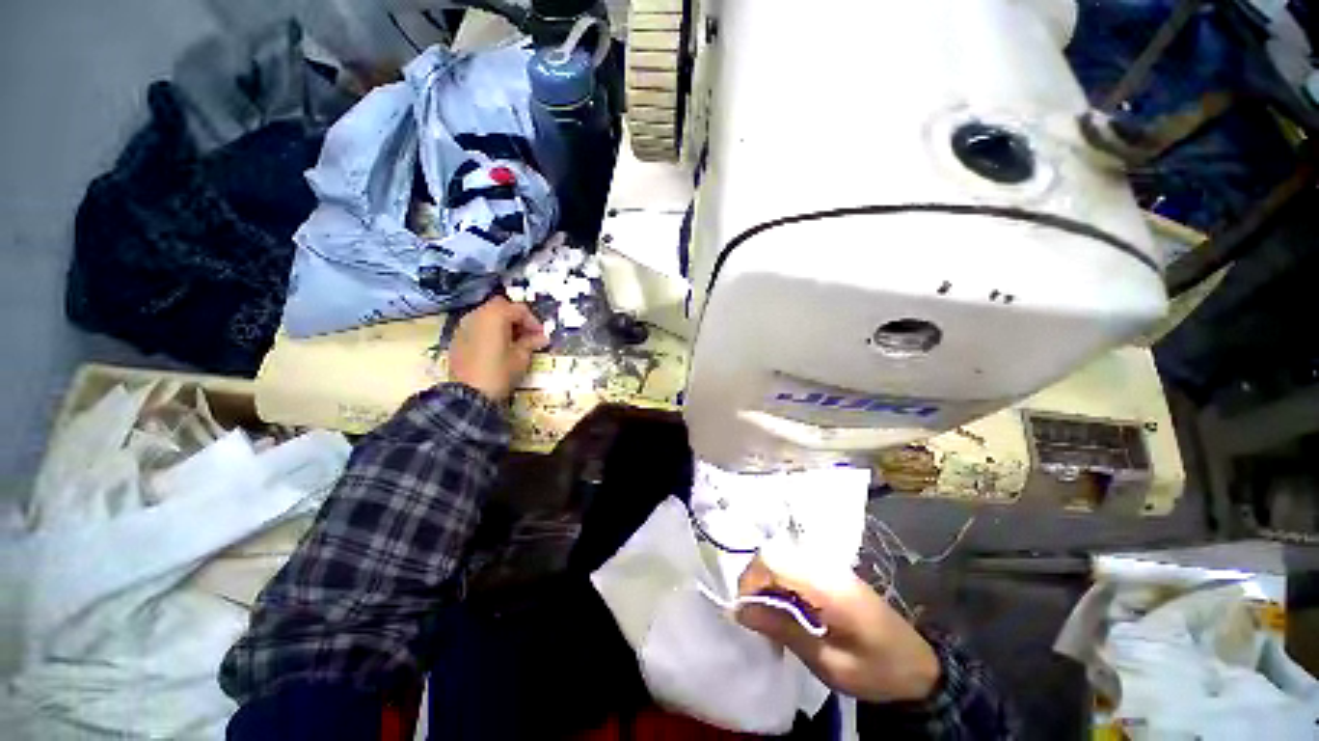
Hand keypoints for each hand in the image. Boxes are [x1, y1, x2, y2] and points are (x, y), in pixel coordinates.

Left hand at [448, 296, 548, 401]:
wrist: (468, 394)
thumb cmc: (500, 372)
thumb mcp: (521, 357)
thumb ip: (531, 342)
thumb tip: (542, 337)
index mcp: (495, 315)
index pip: (520, 309)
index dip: (534, 322)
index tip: (541, 336)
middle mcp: (477, 314)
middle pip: (501, 306)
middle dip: (516, 318)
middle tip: (527, 334)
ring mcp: (463, 325)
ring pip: (487, 315)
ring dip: (502, 323)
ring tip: (513, 341)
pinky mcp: (457, 338)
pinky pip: (477, 326)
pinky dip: (489, 331)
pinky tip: (497, 347)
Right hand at [735, 557, 940, 703]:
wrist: (918, 668)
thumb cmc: (874, 670)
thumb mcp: (828, 662)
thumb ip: (783, 629)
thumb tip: (740, 611)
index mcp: (827, 585)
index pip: (773, 560)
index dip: (750, 580)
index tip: (743, 611)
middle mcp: (825, 565)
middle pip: (774, 553)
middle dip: (755, 580)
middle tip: (753, 615)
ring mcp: (830, 565)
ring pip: (782, 556)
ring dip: (767, 581)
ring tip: (767, 615)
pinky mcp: (831, 572)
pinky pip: (794, 565)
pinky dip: (781, 582)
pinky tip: (786, 609)